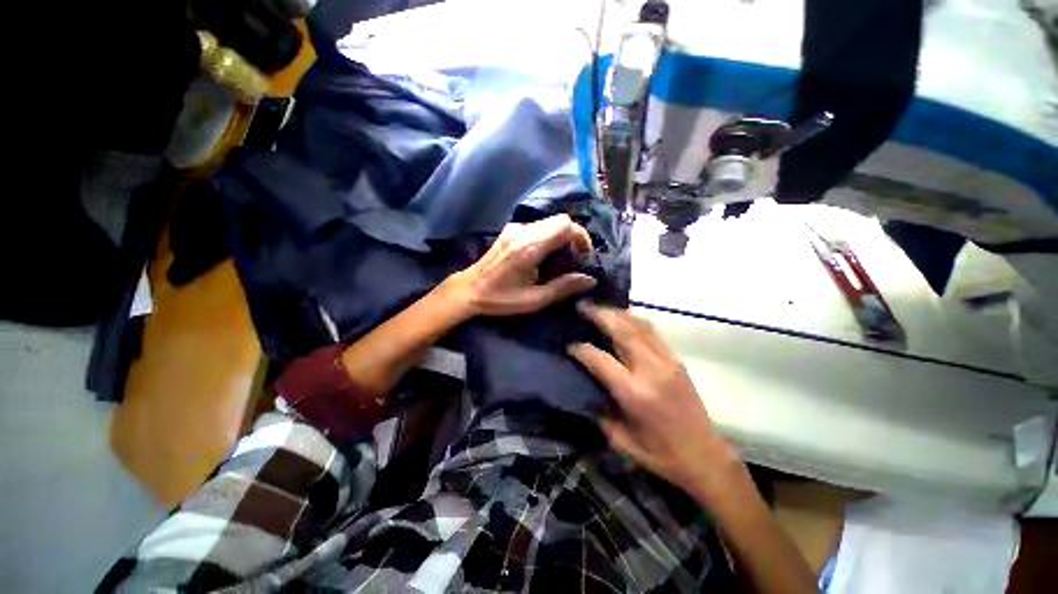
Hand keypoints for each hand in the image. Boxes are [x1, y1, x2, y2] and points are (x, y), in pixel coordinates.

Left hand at [448, 214, 597, 316]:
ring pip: (549, 222)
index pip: (565, 225)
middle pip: (559, 220)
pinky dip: (549, 236)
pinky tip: (544, 255)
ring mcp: (515, 228)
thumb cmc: (501, 299)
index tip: (584, 255)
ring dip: (561, 236)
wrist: (469, 289)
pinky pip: (538, 226)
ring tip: (560, 258)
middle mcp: (523, 231)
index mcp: (530, 247)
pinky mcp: (510, 230)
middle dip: (573, 236)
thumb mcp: (534, 300)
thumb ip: (563, 288)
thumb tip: (590, 279)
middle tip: (574, 257)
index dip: (581, 236)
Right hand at [569, 303, 738, 496]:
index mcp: (634, 393)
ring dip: (617, 313)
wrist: (706, 457)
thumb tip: (584, 388)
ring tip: (600, 308)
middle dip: (599, 315)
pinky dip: (634, 320)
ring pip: (639, 325)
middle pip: (622, 331)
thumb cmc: (661, 454)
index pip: (601, 360)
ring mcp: (667, 361)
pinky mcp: (676, 360)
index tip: (570, 345)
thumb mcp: (621, 440)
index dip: (582, 350)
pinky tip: (624, 319)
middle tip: (582, 306)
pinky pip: (652, 332)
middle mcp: (651, 370)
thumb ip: (599, 412)